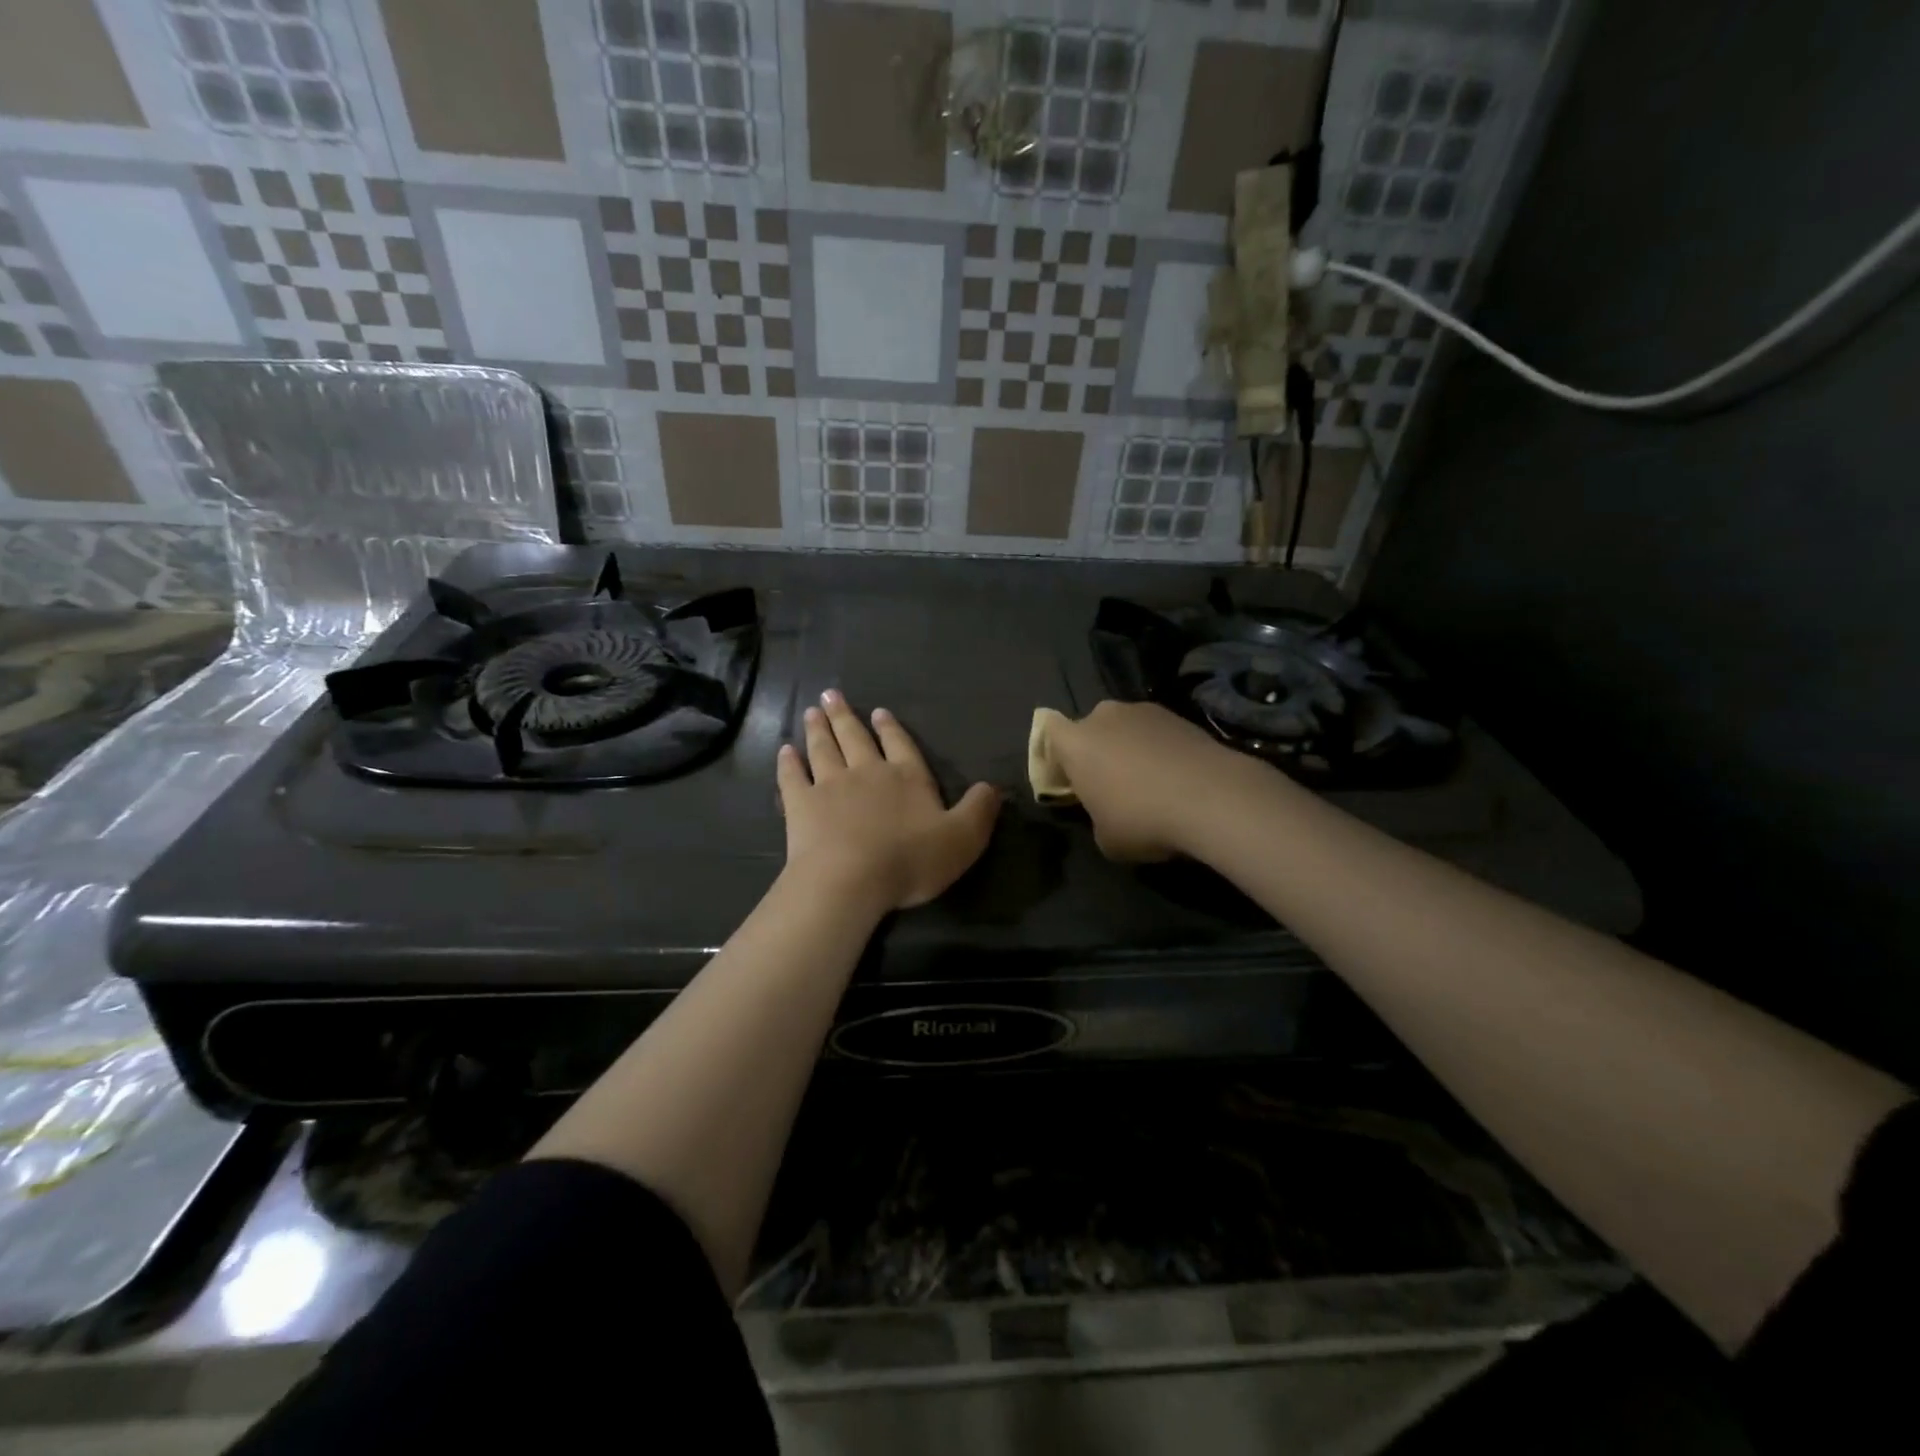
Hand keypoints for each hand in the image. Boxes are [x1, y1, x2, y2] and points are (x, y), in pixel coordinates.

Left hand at [778, 690, 1000, 911]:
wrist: (850, 879)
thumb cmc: (910, 859)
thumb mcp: (963, 838)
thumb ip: (979, 810)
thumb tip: (993, 786)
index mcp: (906, 777)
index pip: (900, 745)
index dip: (891, 729)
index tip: (878, 712)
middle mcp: (867, 772)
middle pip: (855, 738)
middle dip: (845, 716)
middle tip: (831, 695)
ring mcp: (830, 785)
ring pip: (824, 749)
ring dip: (818, 729)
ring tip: (812, 712)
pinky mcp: (800, 804)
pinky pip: (792, 777)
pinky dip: (788, 763)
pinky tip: (784, 751)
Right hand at [1046, 701, 1249, 861]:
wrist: (1212, 797)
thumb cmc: (1142, 819)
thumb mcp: (1105, 838)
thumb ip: (1095, 817)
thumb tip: (1107, 812)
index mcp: (1075, 742)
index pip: (1048, 731)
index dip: (1056, 755)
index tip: (1069, 780)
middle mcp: (1104, 716)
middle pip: (1090, 729)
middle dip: (1096, 751)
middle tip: (1109, 784)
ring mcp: (1144, 711)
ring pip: (1125, 729)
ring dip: (1129, 749)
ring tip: (1149, 783)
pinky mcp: (1179, 715)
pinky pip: (1156, 734)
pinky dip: (1159, 750)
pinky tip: (1176, 778)